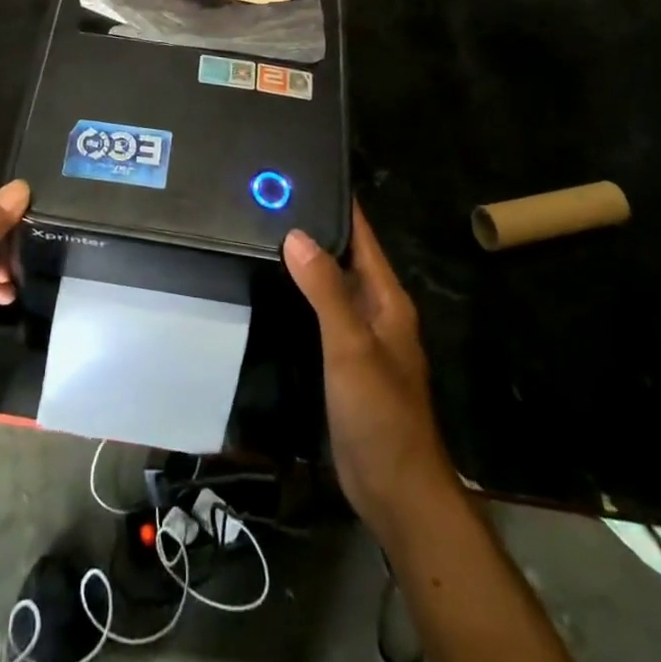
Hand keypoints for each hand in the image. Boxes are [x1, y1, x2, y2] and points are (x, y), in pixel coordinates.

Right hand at [284, 204, 457, 535]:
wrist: (395, 489)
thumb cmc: (380, 412)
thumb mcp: (351, 344)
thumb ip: (325, 290)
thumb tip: (296, 233)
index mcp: (387, 299)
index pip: (362, 238)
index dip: (340, 206)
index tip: (308, 173)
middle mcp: (377, 311)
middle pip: (345, 258)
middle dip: (315, 229)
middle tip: (272, 200)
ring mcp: (361, 338)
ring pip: (332, 287)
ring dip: (307, 263)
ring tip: (265, 232)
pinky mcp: (345, 362)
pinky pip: (322, 315)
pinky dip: (302, 296)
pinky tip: (276, 289)